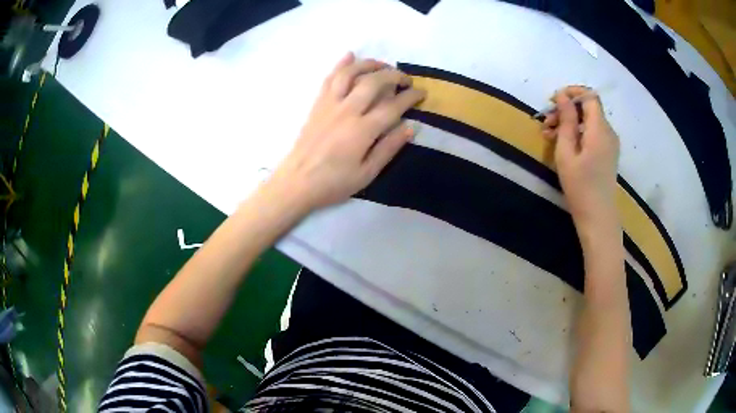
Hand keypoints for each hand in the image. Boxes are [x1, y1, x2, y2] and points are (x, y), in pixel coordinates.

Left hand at [264, 52, 425, 213]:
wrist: (296, 182)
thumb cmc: (333, 183)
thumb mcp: (367, 174)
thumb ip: (389, 148)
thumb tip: (410, 127)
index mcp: (362, 130)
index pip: (393, 106)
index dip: (410, 97)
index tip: (421, 93)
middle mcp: (347, 111)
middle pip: (373, 82)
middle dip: (393, 75)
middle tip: (405, 79)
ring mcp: (330, 104)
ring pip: (350, 73)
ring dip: (369, 64)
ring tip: (383, 64)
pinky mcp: (317, 104)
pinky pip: (329, 78)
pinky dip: (340, 64)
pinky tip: (349, 55)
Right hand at [542, 86, 619, 230]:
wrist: (598, 218)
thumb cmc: (580, 187)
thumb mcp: (567, 152)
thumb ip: (566, 121)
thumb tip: (562, 97)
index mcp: (600, 129)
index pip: (590, 96)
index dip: (572, 93)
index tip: (553, 101)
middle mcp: (608, 131)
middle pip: (588, 108)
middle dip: (566, 109)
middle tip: (546, 122)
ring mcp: (610, 143)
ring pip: (589, 121)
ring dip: (569, 122)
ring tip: (549, 135)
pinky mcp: (608, 153)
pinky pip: (592, 133)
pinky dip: (577, 133)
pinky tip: (562, 144)